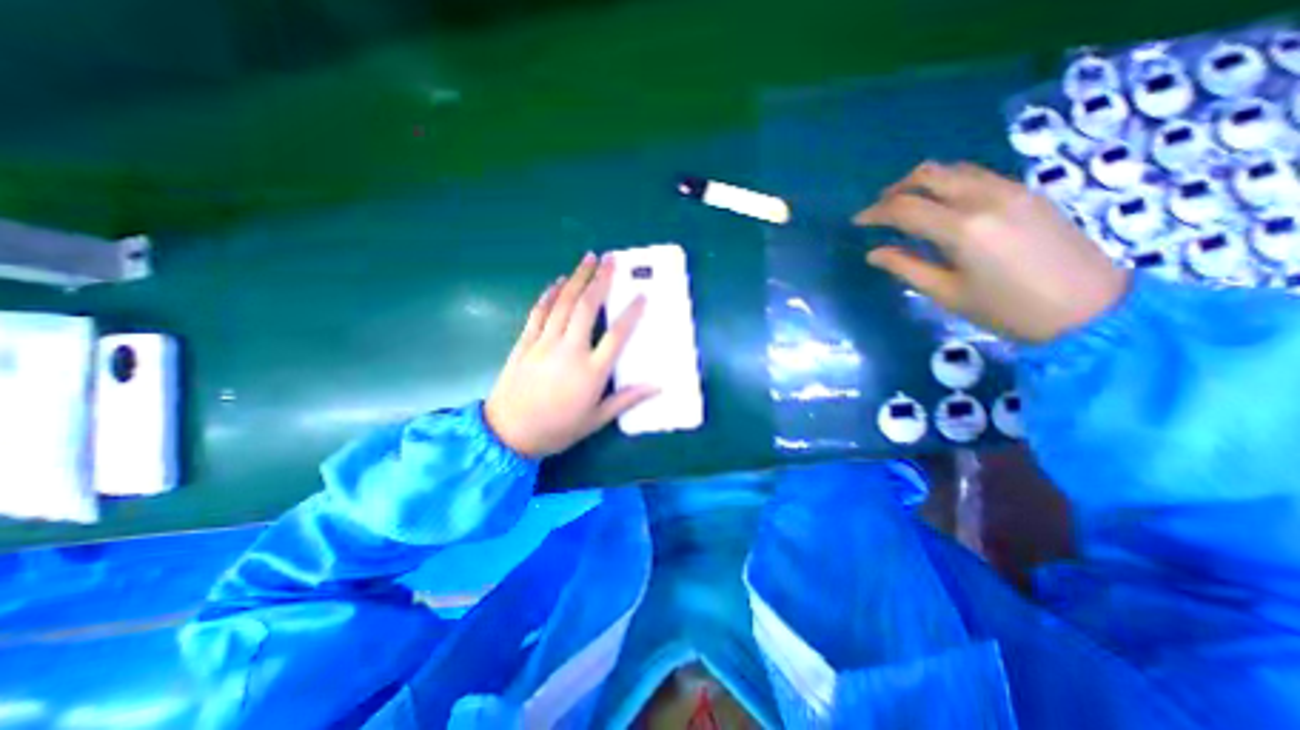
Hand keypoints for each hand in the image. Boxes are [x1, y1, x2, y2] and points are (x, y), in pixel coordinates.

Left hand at [482, 250, 653, 455]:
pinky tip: (558, 281)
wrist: (508, 433)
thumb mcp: (596, 420)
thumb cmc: (557, 429)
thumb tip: (657, 386)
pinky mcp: (525, 343)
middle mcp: (569, 351)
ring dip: (577, 278)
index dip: (631, 313)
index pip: (617, 336)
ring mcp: (544, 344)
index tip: (641, 295)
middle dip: (600, 280)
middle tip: (611, 259)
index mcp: (591, 372)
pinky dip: (549, 294)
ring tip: (588, 258)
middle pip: (587, 308)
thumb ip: (626, 399)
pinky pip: (539, 312)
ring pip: (563, 304)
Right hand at [854, 159, 1128, 342]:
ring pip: (955, 169)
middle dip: (897, 189)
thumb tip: (874, 254)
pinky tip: (943, 204)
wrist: (1090, 308)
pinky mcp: (1028, 192)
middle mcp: (985, 198)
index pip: (905, 208)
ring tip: (907, 205)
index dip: (875, 212)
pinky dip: (950, 183)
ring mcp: (1011, 190)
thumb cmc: (1006, 309)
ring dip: (923, 181)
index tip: (857, 222)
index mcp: (962, 228)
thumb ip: (906, 267)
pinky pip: (978, 175)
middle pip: (929, 174)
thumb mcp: (946, 293)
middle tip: (880, 210)